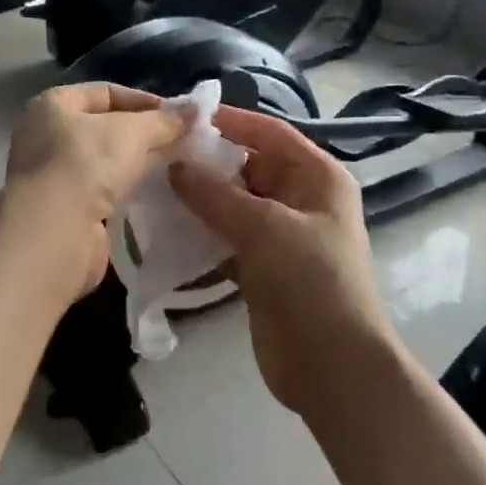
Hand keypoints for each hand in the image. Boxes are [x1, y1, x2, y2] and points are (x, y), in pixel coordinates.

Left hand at [6, 83, 187, 292]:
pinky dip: (124, 191)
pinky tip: (151, 194)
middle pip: (103, 127)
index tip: (178, 116)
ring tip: (171, 167)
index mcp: (52, 105)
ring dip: (134, 164)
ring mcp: (51, 175)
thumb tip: (194, 110)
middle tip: (179, 142)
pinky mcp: (63, 210)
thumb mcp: (132, 132)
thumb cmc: (87, 164)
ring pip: (103, 162)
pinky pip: (100, 191)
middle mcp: (45, 136)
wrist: (55, 232)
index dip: (143, 100)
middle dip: (142, 134)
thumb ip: (164, 120)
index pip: (105, 92)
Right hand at [169, 106, 398, 416]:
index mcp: (318, 178)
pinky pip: (228, 239)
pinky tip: (166, 231)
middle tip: (157, 155)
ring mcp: (282, 237)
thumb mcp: (263, 228)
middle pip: (250, 168)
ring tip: (153, 189)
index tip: (183, 116)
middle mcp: (302, 200)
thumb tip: (174, 167)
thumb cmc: (310, 281)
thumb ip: (215, 195)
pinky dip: (202, 235)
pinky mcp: (263, 269)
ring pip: (235, 206)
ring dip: (200, 201)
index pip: (270, 134)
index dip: (230, 122)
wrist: (332, 367)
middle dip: (208, 163)